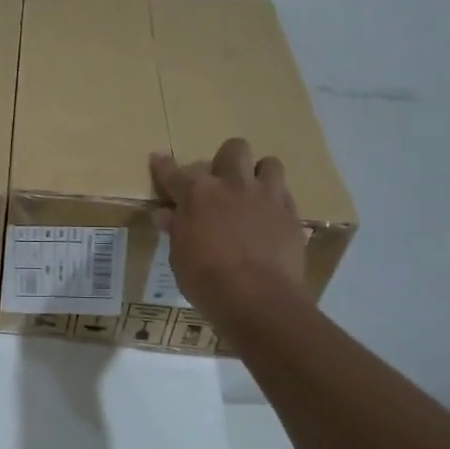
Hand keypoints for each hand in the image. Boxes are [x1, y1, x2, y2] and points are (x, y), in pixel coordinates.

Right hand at [150, 139, 307, 328]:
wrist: (258, 298)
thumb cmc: (207, 280)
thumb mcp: (180, 257)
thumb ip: (176, 230)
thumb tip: (166, 215)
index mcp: (197, 195)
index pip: (173, 172)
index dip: (164, 165)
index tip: (158, 158)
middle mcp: (232, 185)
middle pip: (233, 149)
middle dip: (226, 160)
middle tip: (221, 181)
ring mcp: (265, 197)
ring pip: (269, 163)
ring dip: (259, 174)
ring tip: (253, 192)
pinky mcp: (291, 214)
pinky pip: (285, 195)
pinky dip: (275, 202)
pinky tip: (269, 218)